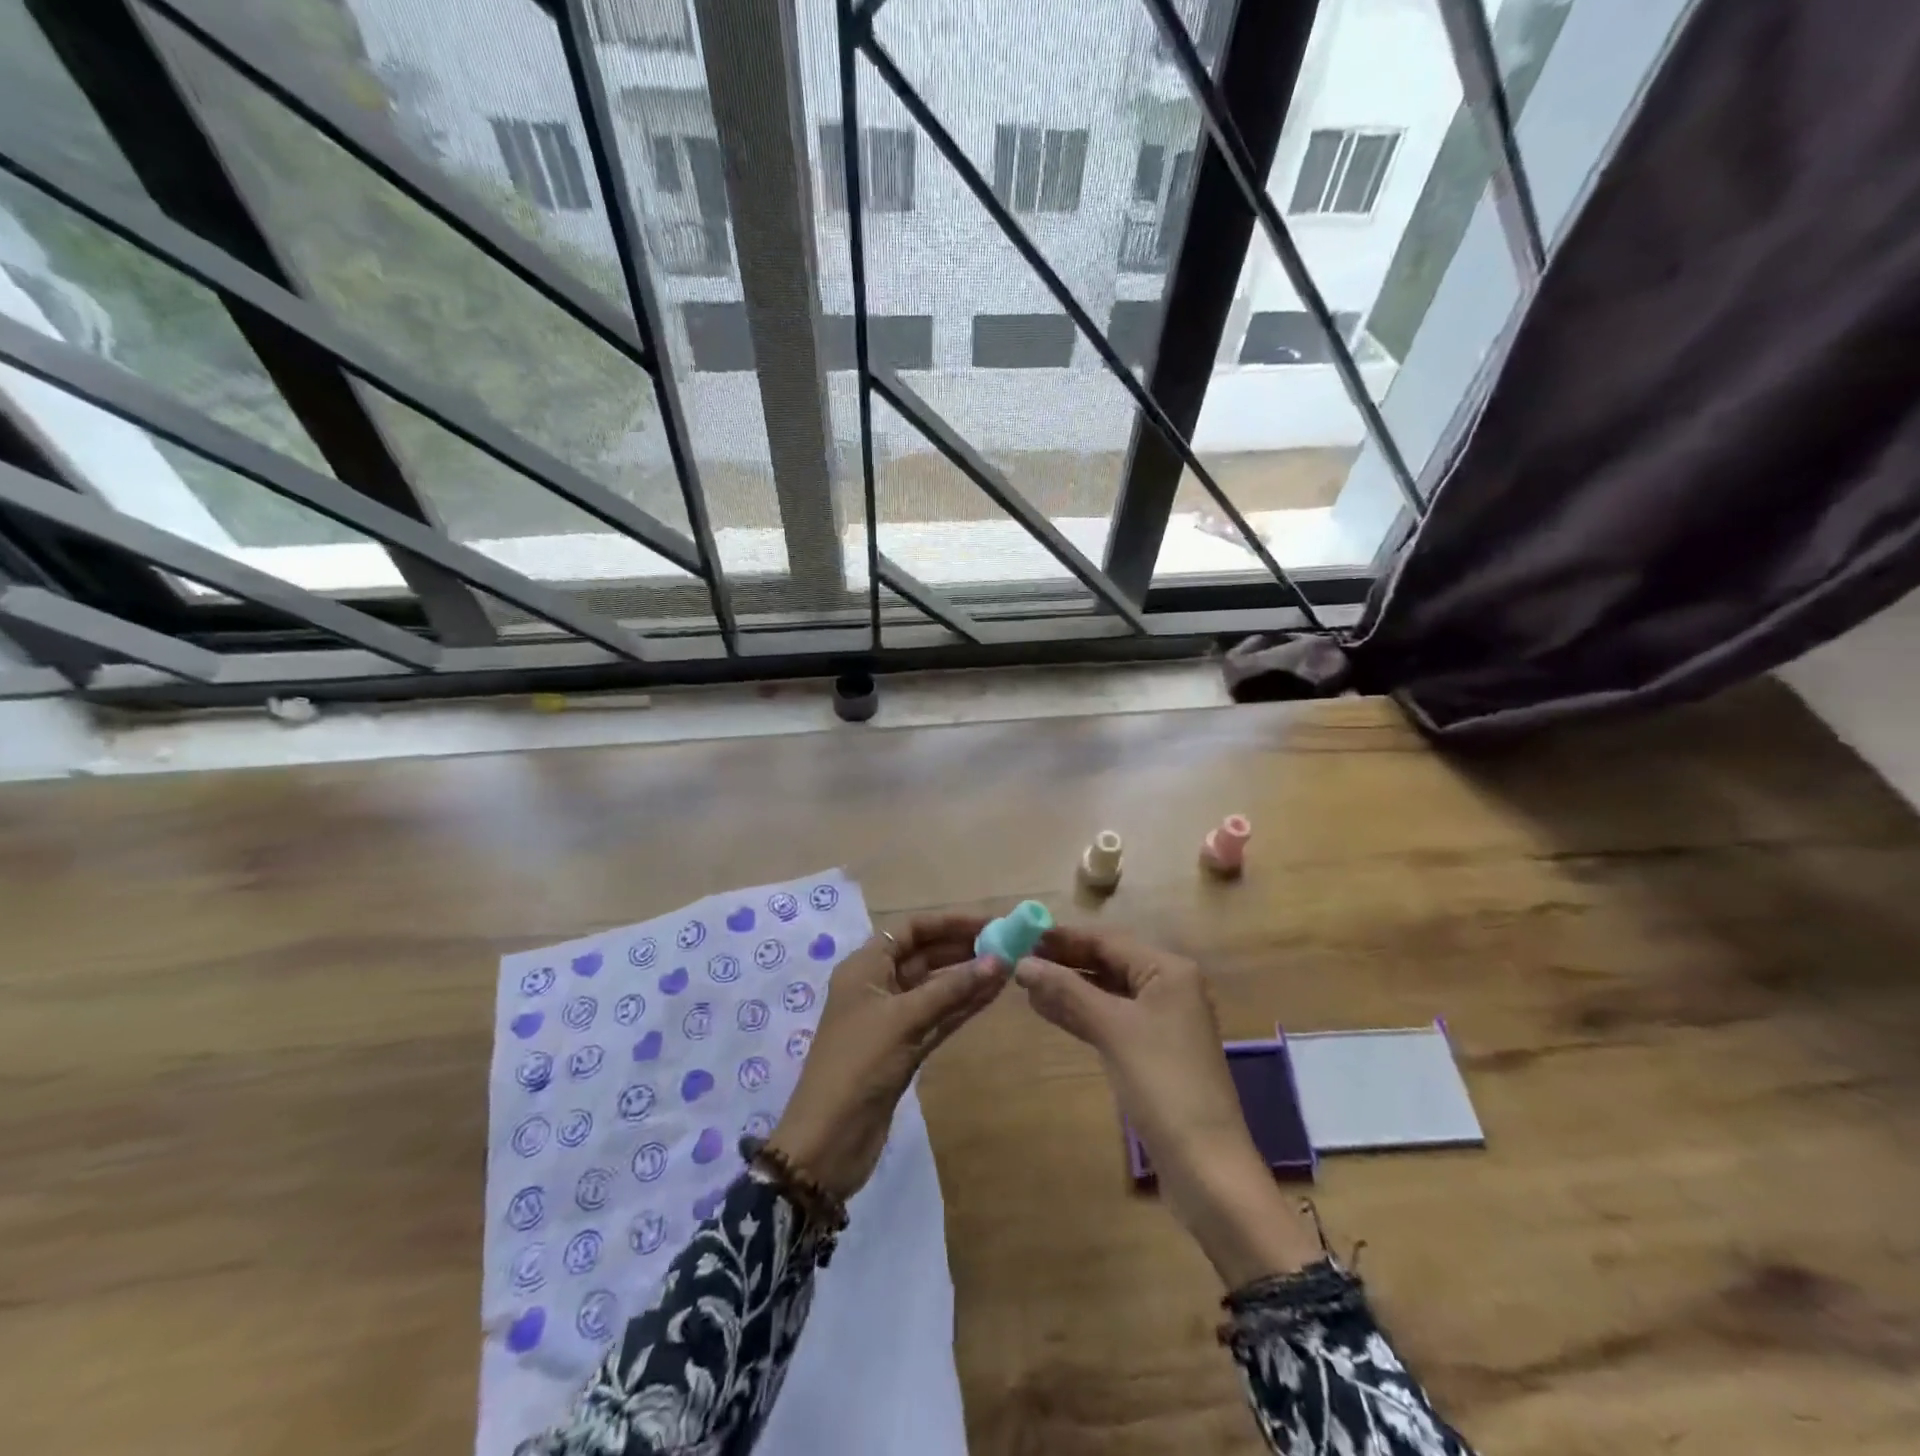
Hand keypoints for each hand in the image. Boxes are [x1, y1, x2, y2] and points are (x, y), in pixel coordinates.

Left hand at [768, 913, 1000, 1201]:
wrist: (828, 1141)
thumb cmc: (858, 1065)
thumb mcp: (904, 1020)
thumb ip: (951, 989)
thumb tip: (999, 960)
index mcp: (865, 967)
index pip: (911, 930)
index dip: (948, 922)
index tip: (988, 923)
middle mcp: (877, 986)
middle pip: (924, 955)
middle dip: (962, 948)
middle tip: (1007, 945)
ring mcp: (891, 1019)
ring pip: (935, 988)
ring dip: (967, 978)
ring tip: (1009, 967)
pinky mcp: (904, 1049)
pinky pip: (938, 1017)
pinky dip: (962, 1006)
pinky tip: (991, 996)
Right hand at [1015, 926, 1322, 1285]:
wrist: (1206, 1165)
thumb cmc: (1162, 1083)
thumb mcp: (1112, 1029)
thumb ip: (1067, 991)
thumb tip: (1022, 964)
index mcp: (1169, 970)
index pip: (1107, 940)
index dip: (1063, 938)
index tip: (1021, 934)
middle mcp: (1168, 987)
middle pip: (1108, 963)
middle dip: (1064, 962)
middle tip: (1016, 959)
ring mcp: (1161, 1021)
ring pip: (1106, 992)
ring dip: (1068, 987)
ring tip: (1024, 983)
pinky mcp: (1151, 1051)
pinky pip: (1110, 1018)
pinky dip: (1081, 1013)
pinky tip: (1048, 1010)